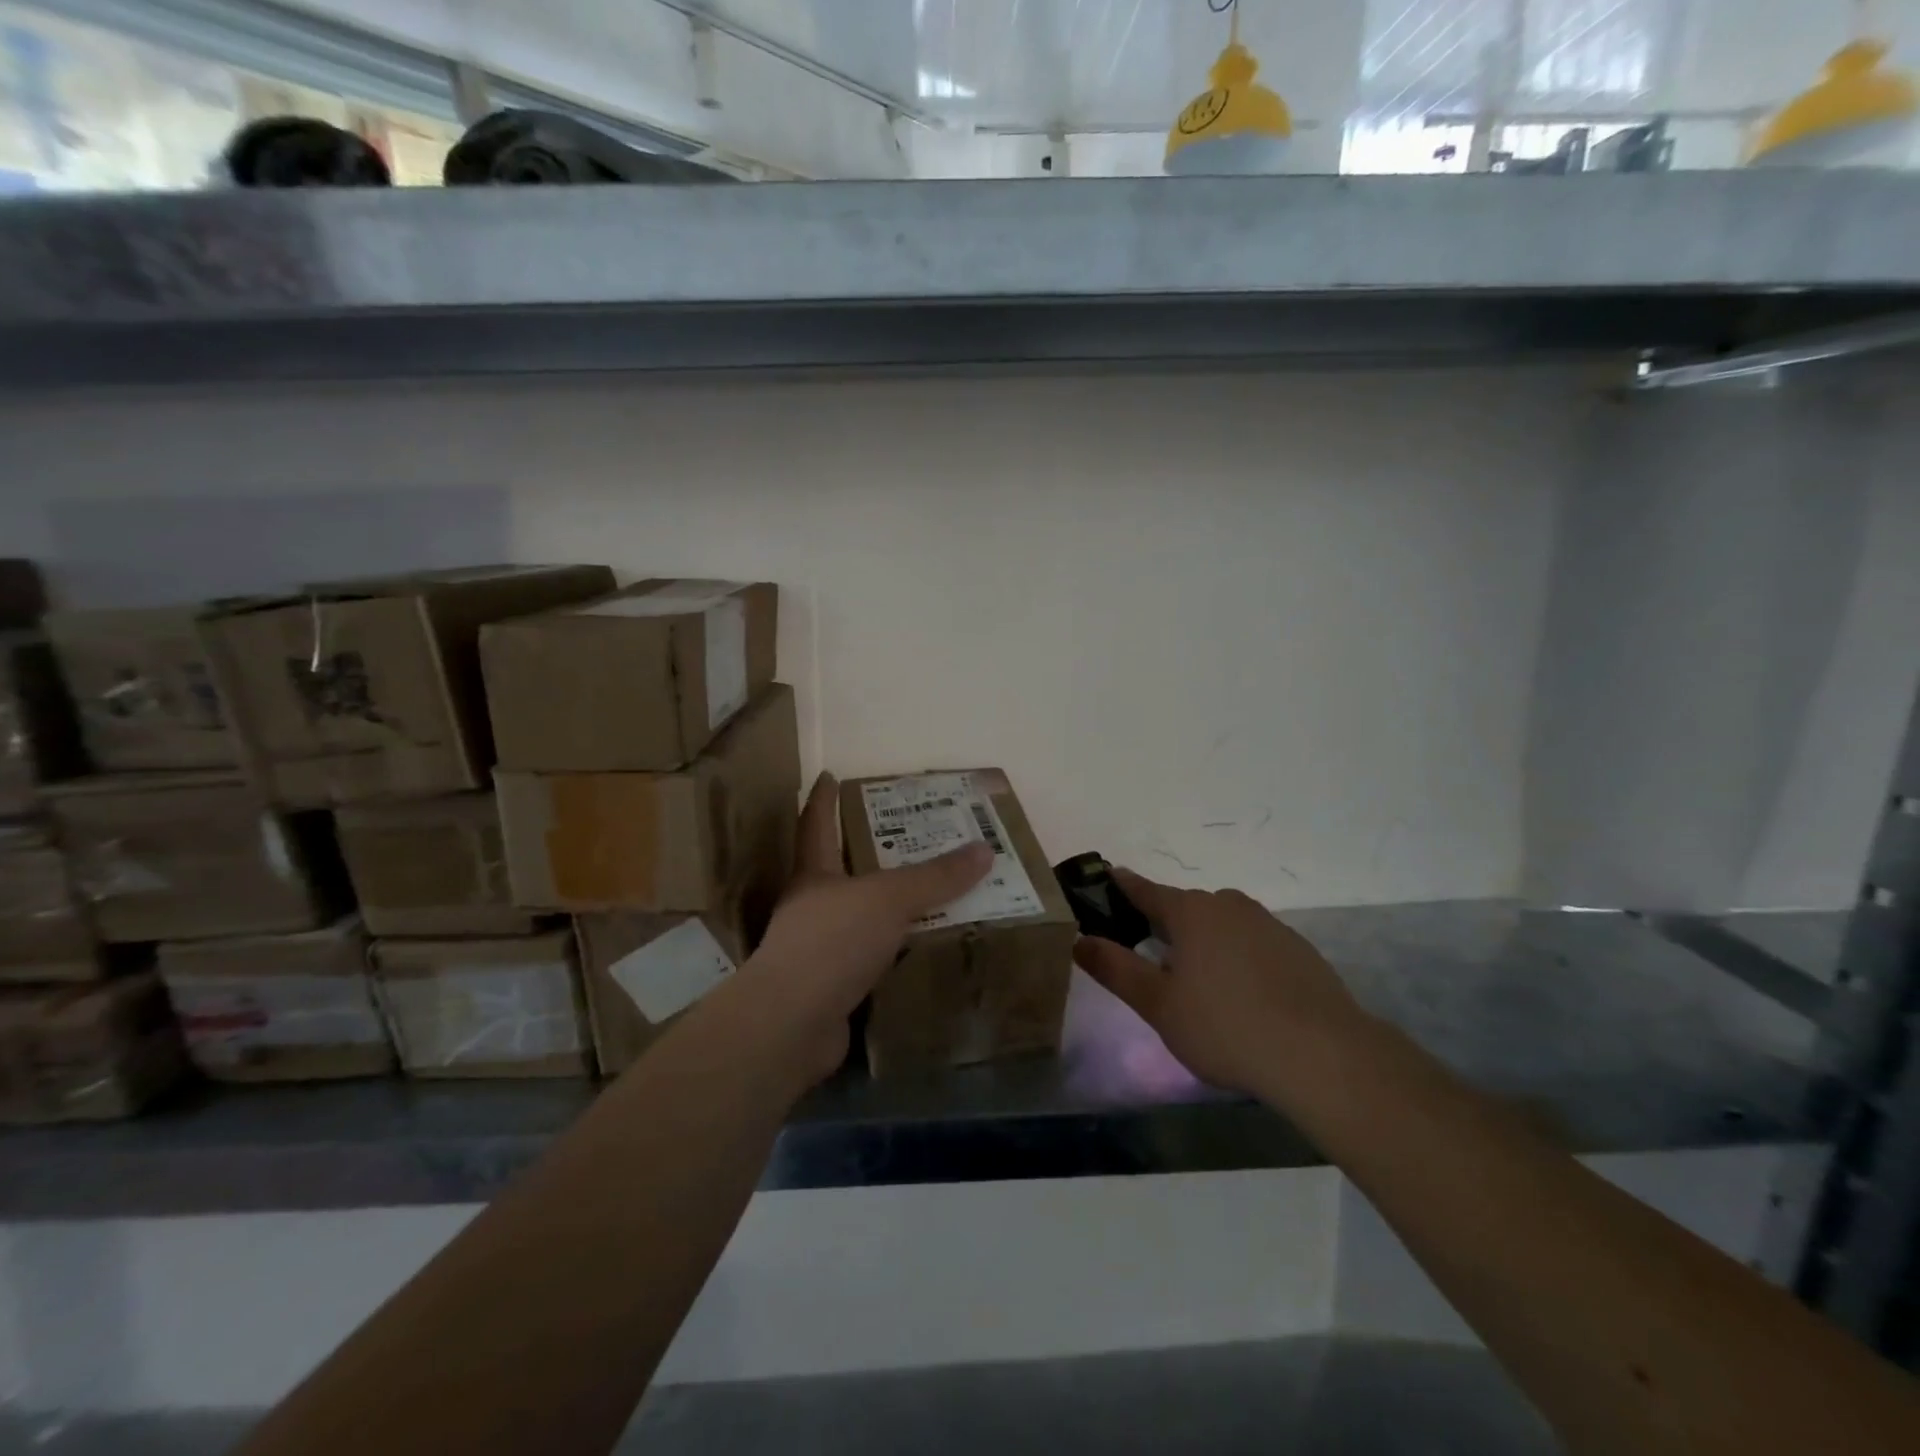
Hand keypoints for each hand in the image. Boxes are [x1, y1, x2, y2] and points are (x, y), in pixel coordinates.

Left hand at [739, 772, 991, 1081]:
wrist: (792, 1024)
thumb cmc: (833, 942)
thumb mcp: (889, 899)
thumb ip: (936, 877)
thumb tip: (984, 849)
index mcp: (814, 874)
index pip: (816, 823)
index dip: (823, 798)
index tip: (829, 775)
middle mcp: (812, 906)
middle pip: (839, 868)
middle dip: (867, 850)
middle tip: (907, 832)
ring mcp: (820, 948)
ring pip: (861, 914)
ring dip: (888, 903)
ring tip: (928, 888)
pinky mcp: (833, 985)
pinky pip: (873, 956)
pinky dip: (896, 948)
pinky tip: (922, 945)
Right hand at [1071, 868, 1365, 1096]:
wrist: (1323, 1055)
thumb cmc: (1226, 1027)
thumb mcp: (1159, 1005)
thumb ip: (1116, 969)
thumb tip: (1080, 940)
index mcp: (1190, 911)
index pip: (1144, 890)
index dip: (1121, 886)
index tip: (1106, 878)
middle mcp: (1228, 905)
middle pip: (1185, 908)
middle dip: (1164, 926)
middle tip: (1151, 961)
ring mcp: (1268, 924)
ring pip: (1221, 925)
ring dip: (1204, 943)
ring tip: (1198, 985)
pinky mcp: (1298, 949)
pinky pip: (1252, 943)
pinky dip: (1238, 958)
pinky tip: (1242, 996)